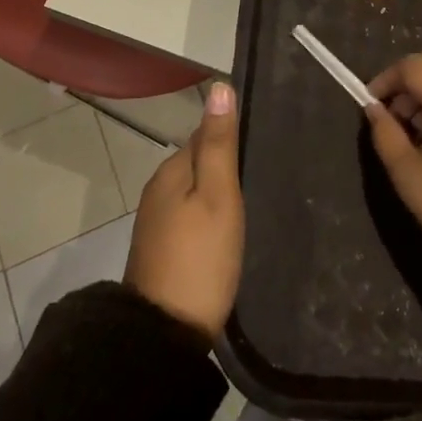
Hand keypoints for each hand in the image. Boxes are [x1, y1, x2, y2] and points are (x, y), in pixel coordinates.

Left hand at [124, 82, 244, 339]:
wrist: (165, 333)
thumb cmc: (200, 258)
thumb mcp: (218, 196)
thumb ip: (219, 144)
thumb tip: (219, 87)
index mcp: (171, 171)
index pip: (204, 134)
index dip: (232, 135)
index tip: (263, 143)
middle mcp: (158, 189)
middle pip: (198, 161)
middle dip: (225, 161)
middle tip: (264, 172)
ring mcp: (157, 220)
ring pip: (193, 189)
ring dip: (217, 189)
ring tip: (252, 199)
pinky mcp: (161, 247)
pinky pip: (190, 213)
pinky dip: (209, 213)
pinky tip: (228, 227)